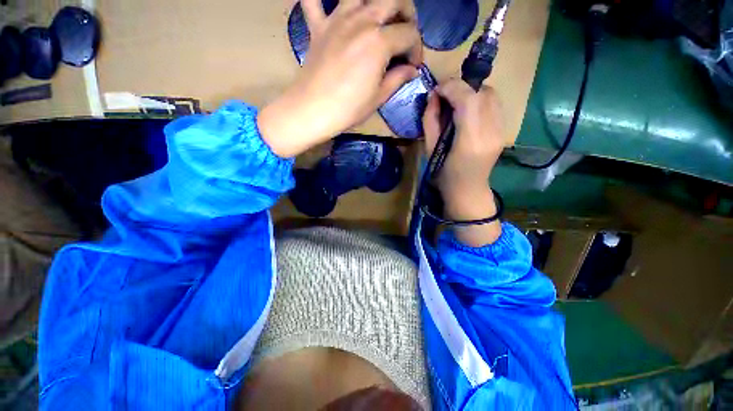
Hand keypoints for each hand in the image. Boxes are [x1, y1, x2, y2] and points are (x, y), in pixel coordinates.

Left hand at [258, 0, 422, 157]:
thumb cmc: (348, 109)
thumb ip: (397, 79)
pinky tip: (331, 7)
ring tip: (380, 19)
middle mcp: (361, 21)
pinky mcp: (318, 27)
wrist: (312, 111)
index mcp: (379, 42)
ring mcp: (337, 20)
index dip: (416, 50)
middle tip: (405, 35)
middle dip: (407, 14)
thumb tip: (411, 70)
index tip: (413, 66)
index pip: (409, 34)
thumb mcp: (378, 98)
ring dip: (376, 1)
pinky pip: (314, 0)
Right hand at [422, 79, 503, 245]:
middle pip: (483, 92)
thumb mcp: (429, 149)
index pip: (468, 99)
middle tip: (445, 97)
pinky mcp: (503, 131)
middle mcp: (491, 132)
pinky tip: (467, 112)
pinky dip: (480, 100)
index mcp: (470, 141)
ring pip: (492, 95)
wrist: (468, 192)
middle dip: (461, 87)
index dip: (452, 87)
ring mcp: (501, 131)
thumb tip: (433, 96)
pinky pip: (494, 105)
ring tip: (456, 103)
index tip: (437, 90)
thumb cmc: (443, 176)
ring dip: (472, 92)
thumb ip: (430, 121)